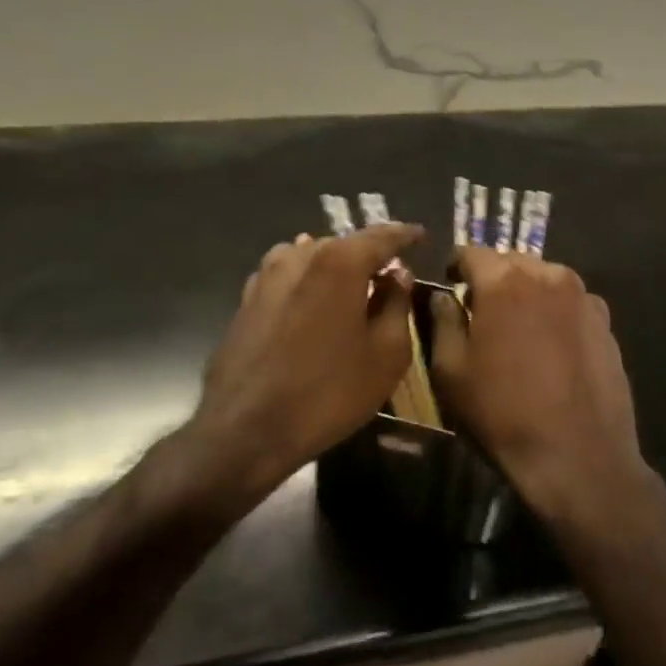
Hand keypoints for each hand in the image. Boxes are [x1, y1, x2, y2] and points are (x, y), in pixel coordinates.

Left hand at [187, 223, 424, 503]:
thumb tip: (397, 276)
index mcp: (340, 261)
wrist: (244, 429)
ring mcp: (267, 275)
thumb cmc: (327, 392)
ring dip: (336, 267)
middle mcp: (301, 255)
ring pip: (313, 257)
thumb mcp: (386, 354)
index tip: (421, 236)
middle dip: (369, 255)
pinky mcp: (247, 299)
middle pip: (345, 244)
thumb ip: (397, 305)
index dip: (405, 236)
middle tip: (390, 273)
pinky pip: (289, 277)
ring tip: (352, 289)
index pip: (382, 236)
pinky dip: (308, 283)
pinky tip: (314, 305)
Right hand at [429, 248, 649, 524]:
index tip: (450, 286)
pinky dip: (556, 311)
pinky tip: (552, 347)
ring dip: (527, 293)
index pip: (471, 252)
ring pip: (545, 278)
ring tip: (519, 330)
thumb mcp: (451, 371)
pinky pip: (571, 302)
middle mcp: (548, 275)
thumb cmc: (503, 413)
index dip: (456, 267)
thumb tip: (444, 296)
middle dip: (493, 278)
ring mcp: (583, 297)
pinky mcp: (606, 322)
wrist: (579, 457)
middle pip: (511, 261)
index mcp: (504, 280)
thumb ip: (443, 321)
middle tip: (482, 311)